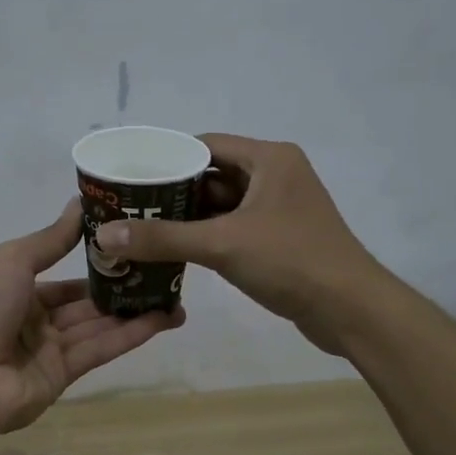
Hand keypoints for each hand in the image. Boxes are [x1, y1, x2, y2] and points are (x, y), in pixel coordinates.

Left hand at [0, 199, 184, 434]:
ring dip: (136, 311)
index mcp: (16, 291)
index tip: (132, 248)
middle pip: (86, 303)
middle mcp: (35, 320)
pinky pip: (102, 348)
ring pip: (100, 325)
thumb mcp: (13, 260)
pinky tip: (164, 318)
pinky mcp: (66, 375)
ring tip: (176, 296)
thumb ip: (52, 238)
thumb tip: (79, 203)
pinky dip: (132, 333)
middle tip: (164, 272)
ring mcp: (50, 349)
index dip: (96, 264)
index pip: (63, 278)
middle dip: (122, 289)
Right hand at [92, 135, 382, 355]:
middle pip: (211, 175)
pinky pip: (234, 228)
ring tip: (141, 229)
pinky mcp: (280, 238)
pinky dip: (207, 237)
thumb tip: (104, 233)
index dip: (166, 158)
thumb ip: (163, 238)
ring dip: (187, 218)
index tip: (130, 177)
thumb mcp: (222, 245)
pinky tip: (174, 252)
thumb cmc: (291, 261)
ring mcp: (279, 208)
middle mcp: (275, 175)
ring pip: (222, 205)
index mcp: (269, 159)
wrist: (351, 309)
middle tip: (129, 207)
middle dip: (172, 192)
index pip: (205, 145)